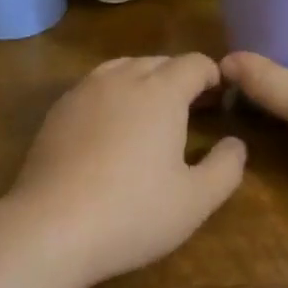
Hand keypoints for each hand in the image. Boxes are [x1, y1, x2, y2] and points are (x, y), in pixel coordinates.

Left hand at [6, 54, 246, 287]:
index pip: (195, 63)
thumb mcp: (195, 201)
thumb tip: (236, 143)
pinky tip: (111, 127)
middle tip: (193, 110)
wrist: (51, 226)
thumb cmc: (133, 212)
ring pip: (124, 68)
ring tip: (152, 113)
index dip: (213, 76)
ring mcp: (86, 89)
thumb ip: (226, 167)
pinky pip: (95, 86)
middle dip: (181, 78)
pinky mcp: (59, 108)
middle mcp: (123, 77)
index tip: (221, 100)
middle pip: (160, 62)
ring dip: (145, 81)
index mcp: (161, 91)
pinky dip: (113, 95)